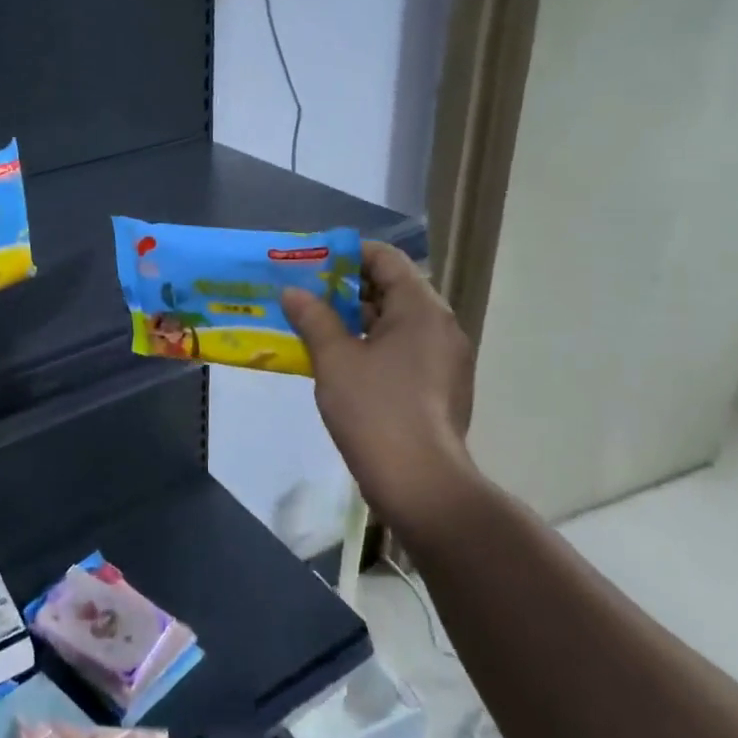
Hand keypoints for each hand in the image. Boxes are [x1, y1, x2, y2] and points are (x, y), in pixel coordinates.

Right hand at [283, 241, 478, 543]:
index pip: (385, 259)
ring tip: (313, 324)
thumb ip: (313, 318)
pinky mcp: (440, 387)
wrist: (420, 483)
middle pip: (392, 289)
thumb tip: (292, 292)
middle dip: (346, 288)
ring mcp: (445, 359)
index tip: (311, 263)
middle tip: (305, 293)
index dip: (346, 255)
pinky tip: (338, 360)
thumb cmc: (375, 409)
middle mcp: (440, 326)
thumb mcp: (335, 358)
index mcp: (421, 308)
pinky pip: (403, 350)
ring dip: (356, 319)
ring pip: (396, 323)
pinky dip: (372, 346)